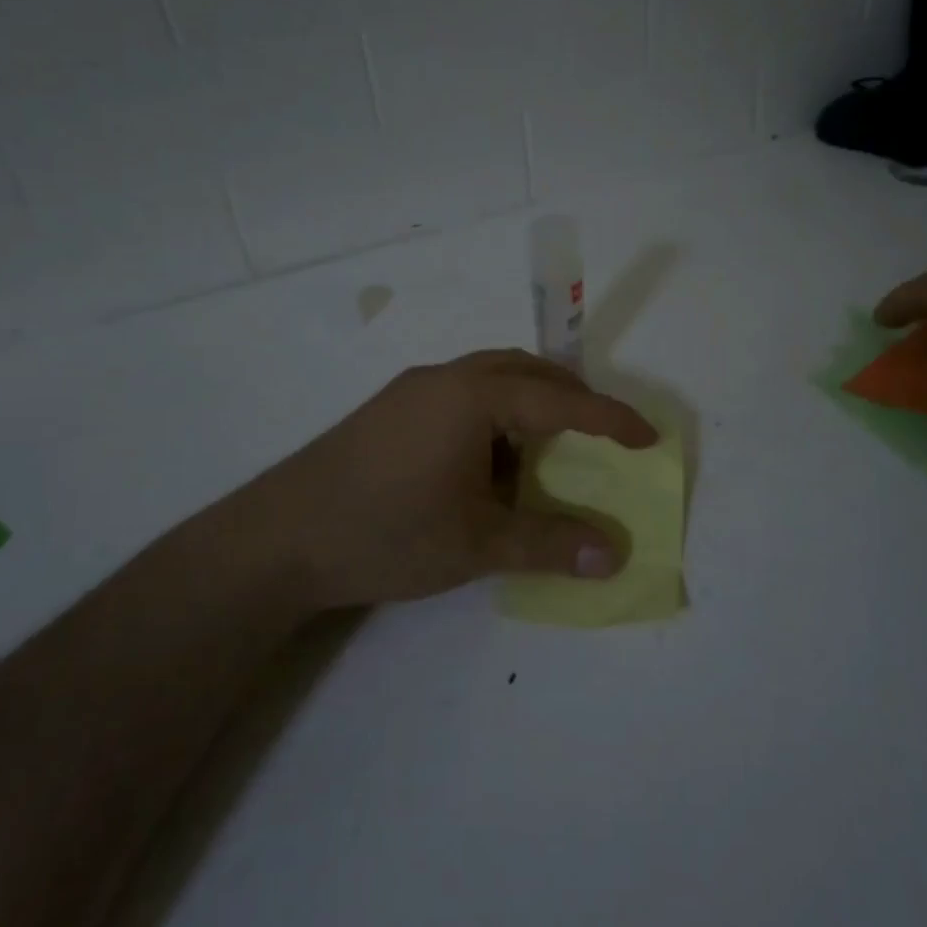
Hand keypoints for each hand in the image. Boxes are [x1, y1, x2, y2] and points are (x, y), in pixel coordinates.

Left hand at [226, 349, 656, 611]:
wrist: (277, 540)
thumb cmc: (386, 532)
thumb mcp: (477, 543)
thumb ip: (549, 544)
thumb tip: (613, 555)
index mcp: (472, 397)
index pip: (560, 401)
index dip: (609, 420)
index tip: (649, 437)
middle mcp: (444, 379)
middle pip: (525, 371)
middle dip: (570, 398)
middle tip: (600, 435)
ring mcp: (411, 392)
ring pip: (490, 379)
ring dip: (529, 405)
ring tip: (548, 450)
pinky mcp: (389, 411)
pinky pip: (462, 396)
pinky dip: (494, 417)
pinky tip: (489, 461)